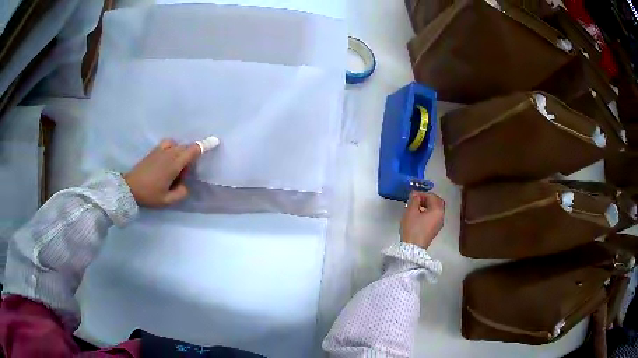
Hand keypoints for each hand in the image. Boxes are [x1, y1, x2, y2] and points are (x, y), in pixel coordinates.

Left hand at [124, 139, 201, 206]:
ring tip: (175, 167)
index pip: (193, 151)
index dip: (205, 145)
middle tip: (182, 176)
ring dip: (181, 153)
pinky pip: (168, 144)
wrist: (129, 188)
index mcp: (174, 164)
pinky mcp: (154, 151)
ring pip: (177, 146)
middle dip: (190, 158)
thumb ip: (181, 193)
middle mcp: (169, 153)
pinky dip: (172, 148)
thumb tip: (185, 185)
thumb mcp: (167, 200)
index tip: (215, 141)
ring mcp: (160, 150)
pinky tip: (167, 160)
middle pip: (186, 148)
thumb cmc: (149, 194)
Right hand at [400, 191, 444, 249]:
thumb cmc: (412, 228)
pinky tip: (418, 215)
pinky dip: (427, 212)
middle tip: (416, 199)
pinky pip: (433, 216)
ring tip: (415, 207)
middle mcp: (441, 216)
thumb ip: (414, 200)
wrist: (412, 248)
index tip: (412, 195)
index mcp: (437, 210)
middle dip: (427, 199)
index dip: (422, 194)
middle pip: (437, 202)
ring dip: (427, 206)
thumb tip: (415, 194)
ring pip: (435, 210)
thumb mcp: (411, 211)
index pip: (432, 196)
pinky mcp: (434, 230)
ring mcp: (439, 224)